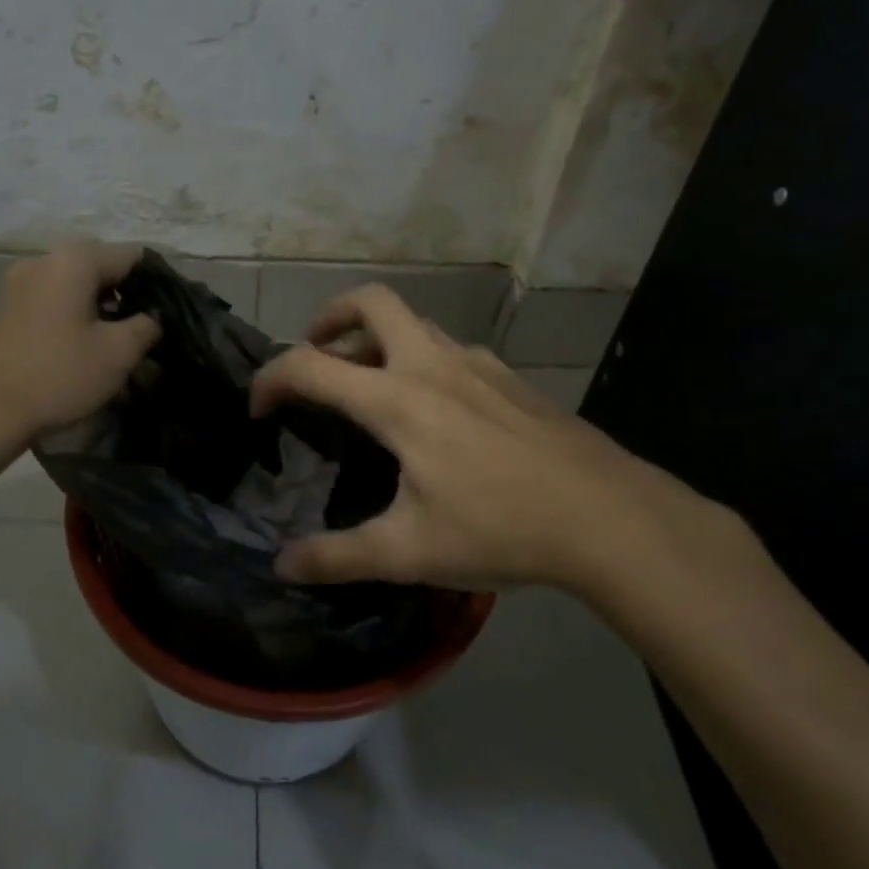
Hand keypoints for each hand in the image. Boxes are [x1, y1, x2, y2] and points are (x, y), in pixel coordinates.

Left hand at [0, 242, 159, 445]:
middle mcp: (46, 260)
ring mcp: (21, 283)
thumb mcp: (119, 353)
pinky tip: (85, 348)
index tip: (169, 314)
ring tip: (119, 345)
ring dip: (102, 310)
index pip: (133, 257)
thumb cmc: (60, 374)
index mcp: (75, 260)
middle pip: (103, 269)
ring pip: (77, 287)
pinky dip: (76, 317)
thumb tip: (152, 317)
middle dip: (128, 297)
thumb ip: (146, 326)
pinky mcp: (9, 308)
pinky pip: (55, 302)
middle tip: (147, 332)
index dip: (157, 283)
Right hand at [250, 285, 711, 596]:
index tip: (259, 409)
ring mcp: (477, 364)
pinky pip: (448, 349)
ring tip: (367, 384)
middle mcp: (431, 365)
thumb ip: (337, 558)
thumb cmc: (501, 528)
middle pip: (371, 303)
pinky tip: (434, 410)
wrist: (609, 517)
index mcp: (397, 400)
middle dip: (329, 317)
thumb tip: (282, 566)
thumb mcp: (409, 552)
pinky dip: (419, 359)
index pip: (310, 366)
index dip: (270, 379)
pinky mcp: (509, 377)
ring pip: (413, 323)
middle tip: (315, 352)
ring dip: (376, 339)